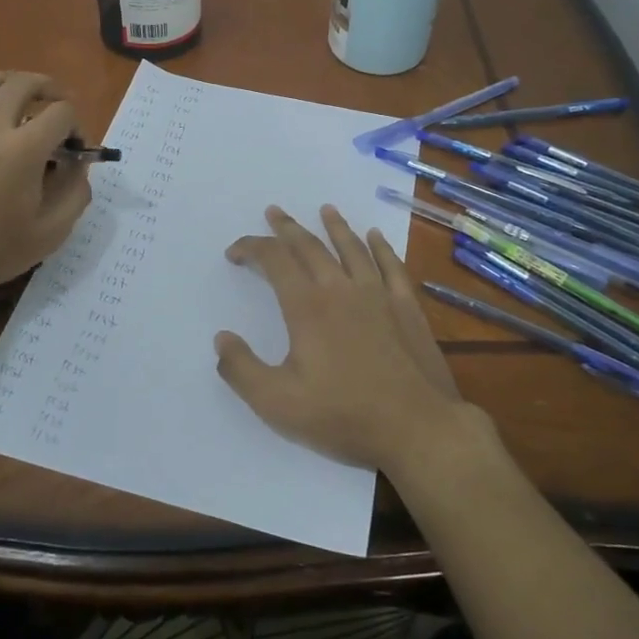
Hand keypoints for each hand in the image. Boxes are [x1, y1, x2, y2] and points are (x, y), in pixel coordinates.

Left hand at [0, 71, 92, 298]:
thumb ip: (75, 195)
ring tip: (25, 93)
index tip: (76, 151)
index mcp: (24, 150)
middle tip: (60, 106)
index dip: (78, 125)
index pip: (62, 112)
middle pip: (24, 84)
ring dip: (12, 80)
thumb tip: (79, 167)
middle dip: (50, 89)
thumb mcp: (50, 234)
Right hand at [215, 205, 473, 474]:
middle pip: (310, 247)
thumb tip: (221, 338)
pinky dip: (380, 247)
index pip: (274, 261)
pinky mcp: (407, 307)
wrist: (417, 428)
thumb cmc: (343, 416)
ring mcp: (378, 295)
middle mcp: (341, 290)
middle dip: (288, 228)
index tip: (235, 252)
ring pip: (352, 248)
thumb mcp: (277, 403)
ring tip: (325, 210)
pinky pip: (391, 266)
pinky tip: (375, 236)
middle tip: (274, 212)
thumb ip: (242, 369)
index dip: (252, 249)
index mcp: (307, 308)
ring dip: (335, 227)